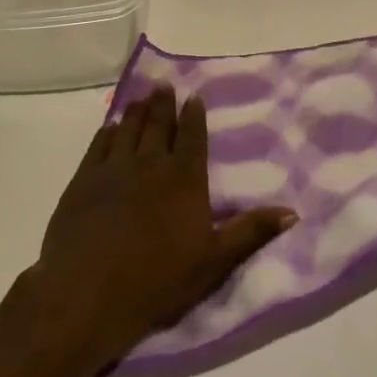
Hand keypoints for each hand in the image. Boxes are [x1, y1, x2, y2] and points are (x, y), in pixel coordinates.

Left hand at [29, 85, 296, 370]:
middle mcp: (150, 164)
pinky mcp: (84, 179)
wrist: (88, 290)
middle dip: (163, 104)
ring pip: (128, 129)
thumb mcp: (214, 261)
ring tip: (141, 98)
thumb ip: (251, 232)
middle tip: (163, 86)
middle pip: (159, 125)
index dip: (194, 115)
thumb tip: (292, 212)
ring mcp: (114, 168)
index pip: (192, 137)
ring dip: (136, 111)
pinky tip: (110, 127)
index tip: (193, 97)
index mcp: (184, 179)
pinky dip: (107, 132)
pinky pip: (99, 145)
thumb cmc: (157, 279)